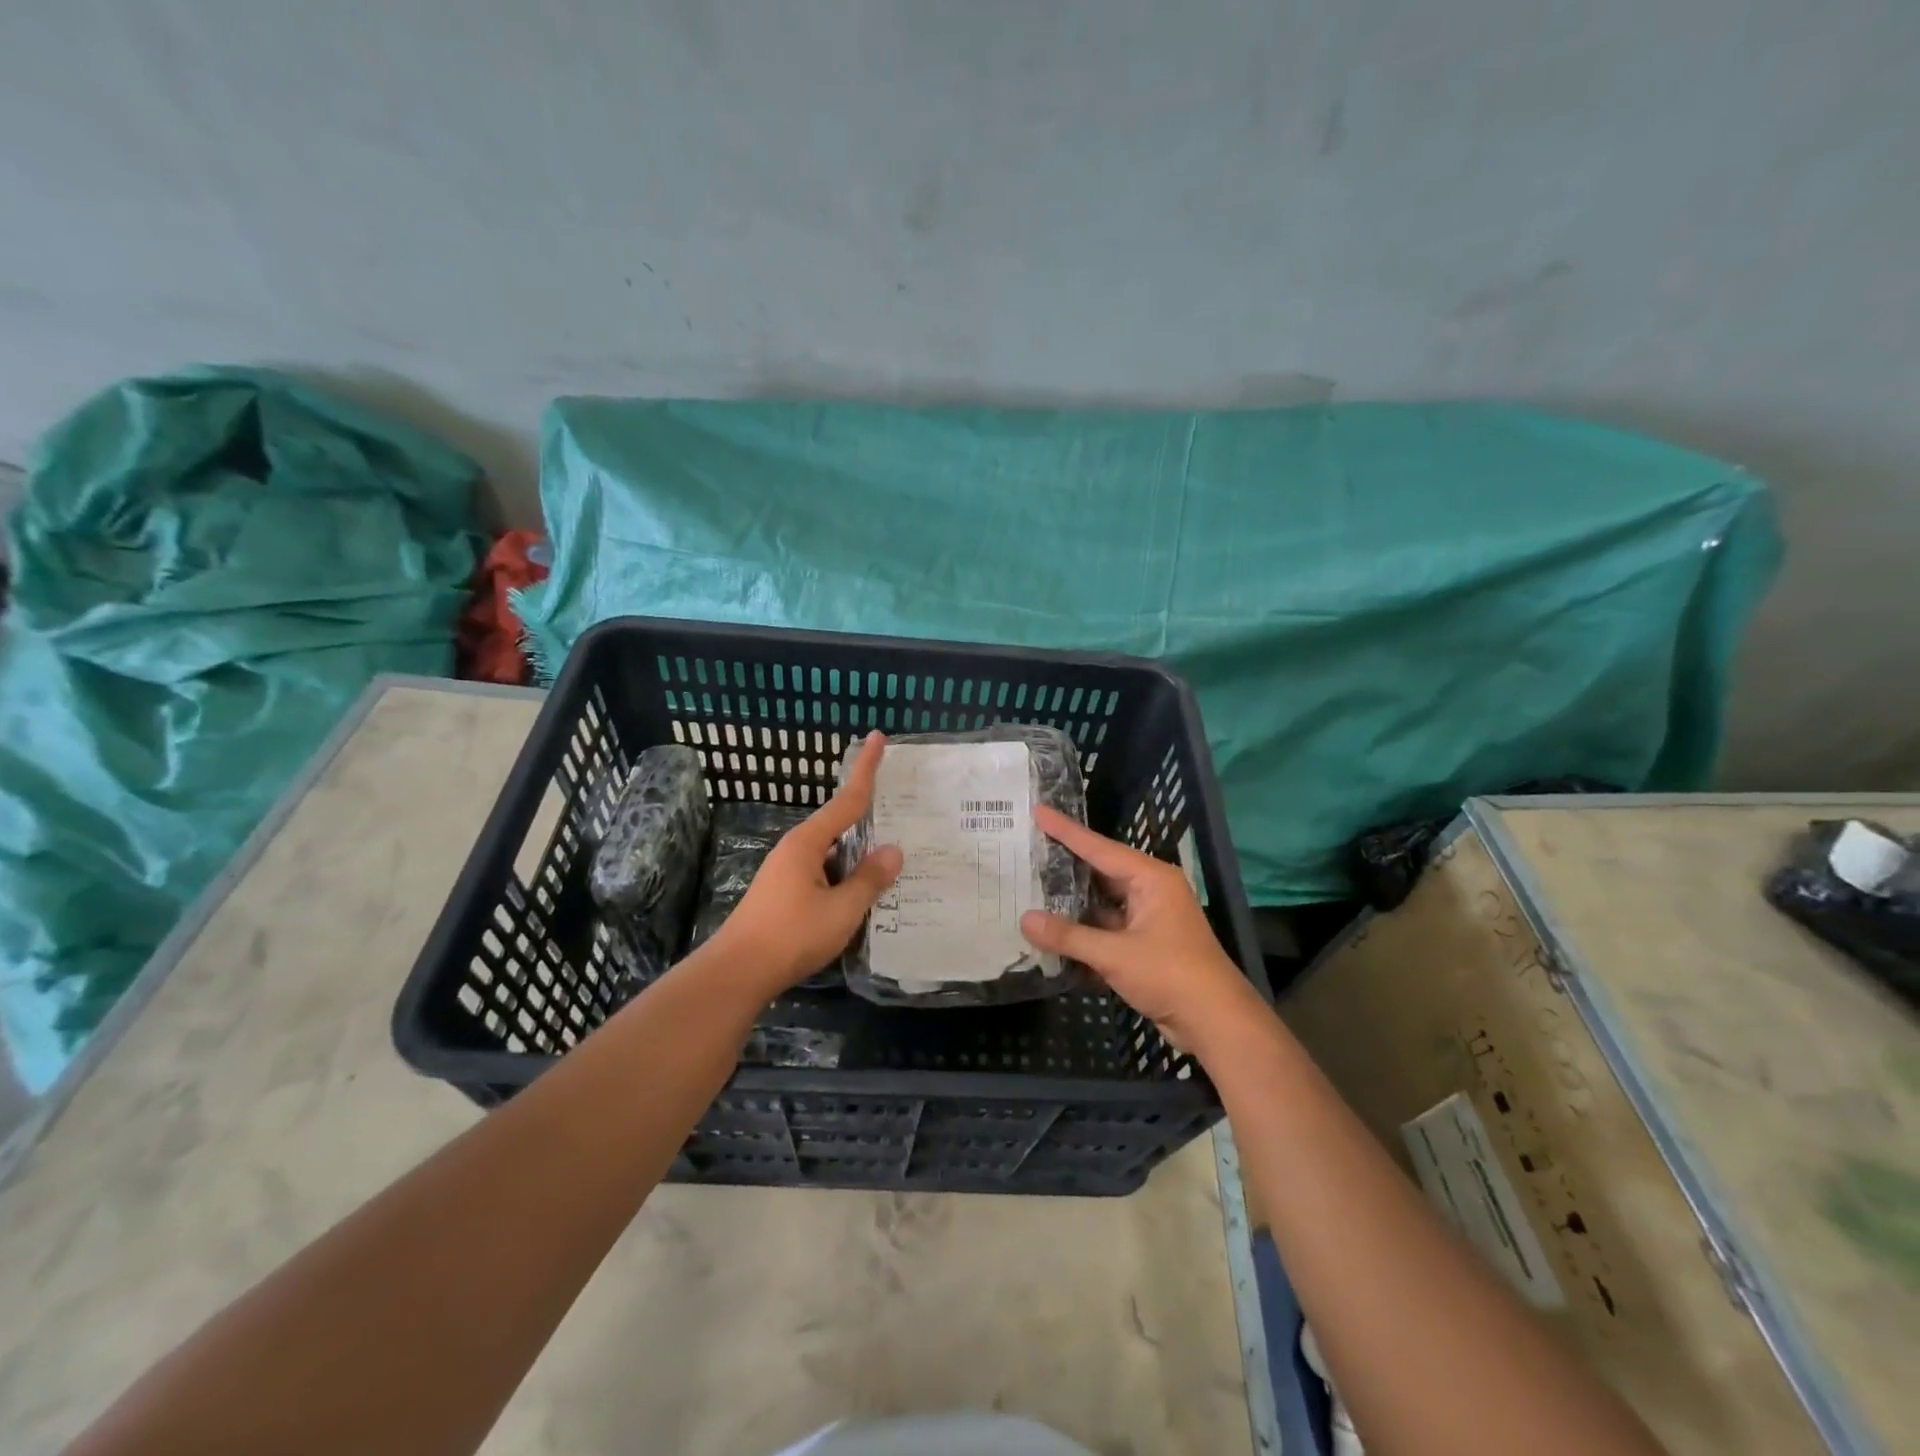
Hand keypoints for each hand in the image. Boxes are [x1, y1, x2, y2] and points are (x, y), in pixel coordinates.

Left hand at [707, 734, 902, 994]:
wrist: (737, 973)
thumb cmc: (791, 935)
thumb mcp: (842, 909)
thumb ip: (869, 879)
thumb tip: (893, 850)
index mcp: (808, 842)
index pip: (847, 798)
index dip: (865, 768)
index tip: (877, 737)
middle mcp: (796, 849)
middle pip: (839, 824)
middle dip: (867, 817)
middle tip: (900, 810)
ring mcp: (787, 872)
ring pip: (833, 854)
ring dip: (858, 855)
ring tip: (891, 862)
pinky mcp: (784, 894)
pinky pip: (824, 874)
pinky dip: (845, 876)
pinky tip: (862, 894)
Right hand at [1019, 806, 1260, 1056]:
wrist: (1216, 1022)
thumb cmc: (1171, 975)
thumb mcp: (1115, 955)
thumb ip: (1069, 937)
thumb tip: (1025, 920)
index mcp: (1151, 879)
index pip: (1099, 848)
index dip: (1066, 831)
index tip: (1039, 811)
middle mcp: (1150, 891)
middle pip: (1099, 872)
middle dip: (1065, 865)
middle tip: (1028, 850)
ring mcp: (1147, 919)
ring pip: (1101, 903)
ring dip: (1071, 903)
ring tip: (1030, 889)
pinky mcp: (1144, 945)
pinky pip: (1106, 929)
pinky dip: (1083, 931)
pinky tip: (1052, 932)